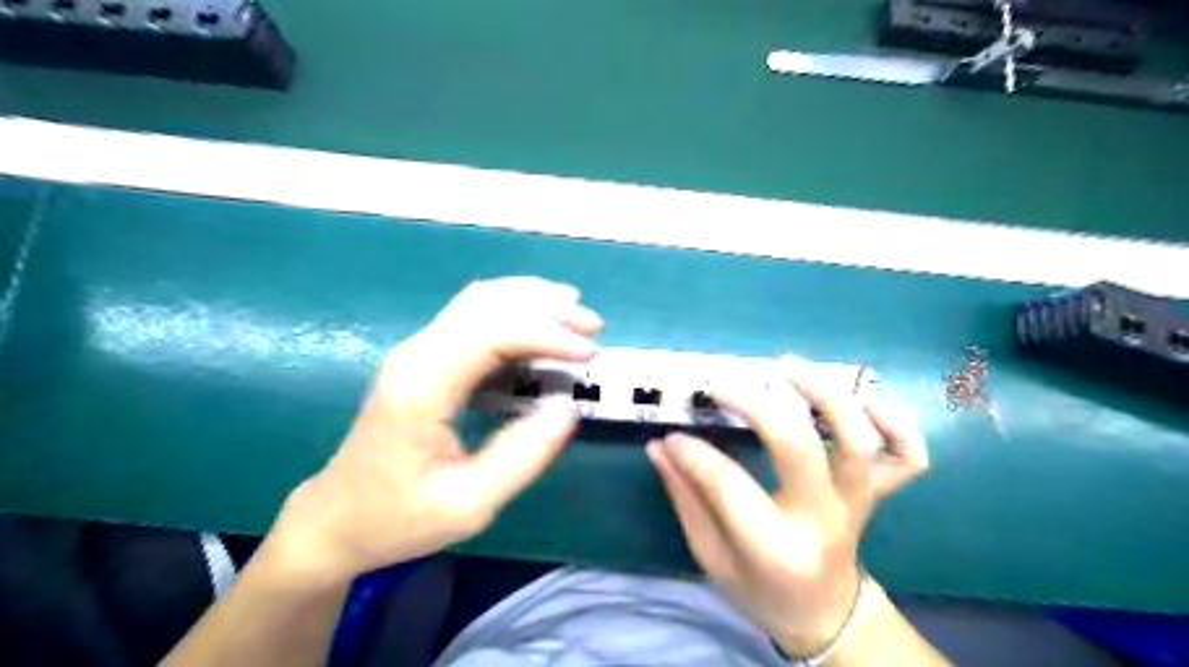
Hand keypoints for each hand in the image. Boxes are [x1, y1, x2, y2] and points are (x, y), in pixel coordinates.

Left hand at [271, 278, 600, 580]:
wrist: (336, 520)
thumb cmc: (399, 519)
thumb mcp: (469, 504)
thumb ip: (522, 456)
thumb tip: (568, 409)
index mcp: (422, 386)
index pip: (491, 332)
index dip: (546, 334)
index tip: (588, 353)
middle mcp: (416, 354)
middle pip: (487, 304)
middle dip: (546, 308)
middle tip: (593, 326)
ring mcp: (416, 351)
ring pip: (478, 300)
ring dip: (531, 300)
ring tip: (574, 312)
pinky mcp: (422, 358)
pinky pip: (471, 316)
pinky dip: (512, 309)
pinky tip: (537, 320)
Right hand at [648, 357, 922, 653]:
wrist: (825, 614)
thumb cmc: (761, 591)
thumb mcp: (711, 557)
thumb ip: (686, 499)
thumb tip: (661, 447)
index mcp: (775, 547)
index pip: (729, 485)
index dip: (694, 454)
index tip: (673, 437)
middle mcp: (823, 519)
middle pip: (797, 447)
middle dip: (755, 405)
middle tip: (720, 385)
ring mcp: (857, 503)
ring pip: (857, 441)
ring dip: (824, 394)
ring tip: (785, 365)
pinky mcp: (877, 494)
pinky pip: (907, 457)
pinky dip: (896, 423)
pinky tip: (864, 400)